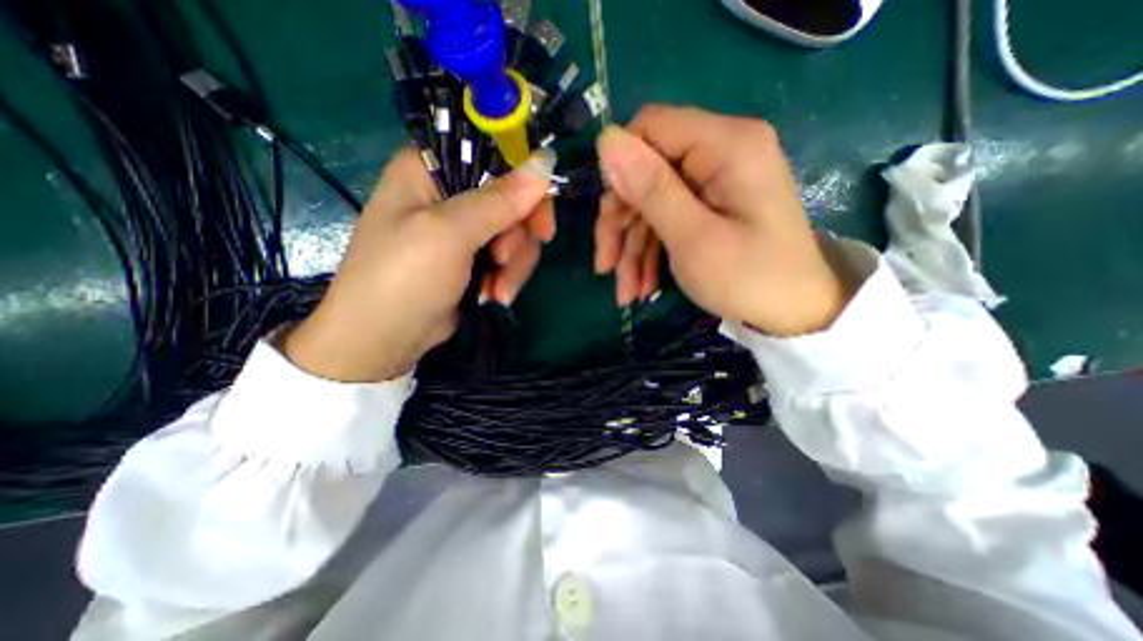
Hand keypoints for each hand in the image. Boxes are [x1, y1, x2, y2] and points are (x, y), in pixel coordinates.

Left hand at [283, 149, 556, 381]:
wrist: (386, 339)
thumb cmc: (404, 277)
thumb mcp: (450, 234)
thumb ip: (498, 200)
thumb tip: (545, 162)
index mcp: (430, 167)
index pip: (493, 153)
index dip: (524, 179)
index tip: (539, 215)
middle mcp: (449, 192)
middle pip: (512, 197)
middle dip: (517, 235)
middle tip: (505, 260)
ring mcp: (464, 228)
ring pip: (516, 232)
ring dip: (514, 264)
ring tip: (499, 291)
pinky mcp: (475, 256)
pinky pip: (510, 255)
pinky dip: (508, 277)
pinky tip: (496, 296)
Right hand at [595, 105, 851, 335]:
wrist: (795, 312)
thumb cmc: (748, 278)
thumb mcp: (693, 238)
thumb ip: (651, 188)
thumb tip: (606, 141)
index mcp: (725, 145)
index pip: (650, 127)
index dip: (620, 169)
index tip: (608, 220)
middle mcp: (721, 151)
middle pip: (647, 172)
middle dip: (621, 223)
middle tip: (606, 267)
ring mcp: (715, 180)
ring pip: (651, 202)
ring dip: (632, 248)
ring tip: (626, 292)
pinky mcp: (712, 203)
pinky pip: (668, 218)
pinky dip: (651, 251)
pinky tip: (643, 284)